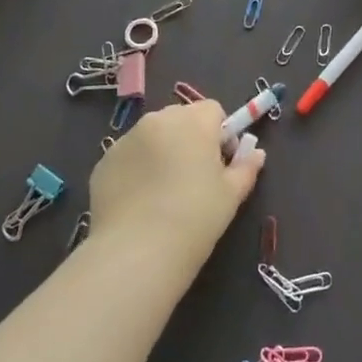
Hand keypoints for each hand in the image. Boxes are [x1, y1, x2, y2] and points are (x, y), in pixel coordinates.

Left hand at [89, 99, 265, 267]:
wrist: (137, 251)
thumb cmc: (195, 218)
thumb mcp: (231, 195)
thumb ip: (246, 167)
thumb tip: (257, 154)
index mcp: (193, 121)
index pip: (213, 110)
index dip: (220, 134)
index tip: (221, 164)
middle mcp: (158, 120)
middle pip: (181, 118)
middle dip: (190, 139)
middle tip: (194, 178)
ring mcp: (127, 139)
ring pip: (152, 135)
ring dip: (161, 151)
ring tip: (163, 192)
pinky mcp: (104, 162)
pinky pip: (128, 156)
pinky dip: (136, 170)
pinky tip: (139, 202)